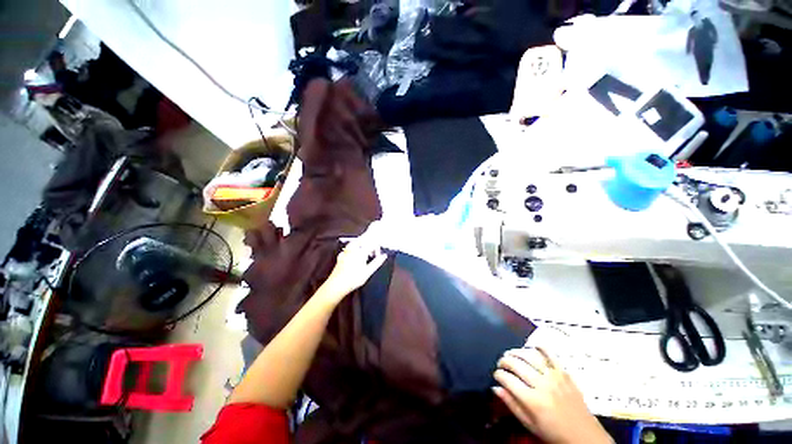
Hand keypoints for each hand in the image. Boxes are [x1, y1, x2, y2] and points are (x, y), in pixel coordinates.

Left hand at [317, 237, 387, 304]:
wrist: (337, 285)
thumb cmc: (354, 279)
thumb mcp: (368, 272)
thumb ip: (377, 262)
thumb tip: (384, 256)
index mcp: (361, 252)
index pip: (371, 243)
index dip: (376, 247)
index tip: (378, 254)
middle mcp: (353, 249)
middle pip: (362, 239)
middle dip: (369, 241)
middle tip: (372, 250)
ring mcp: (346, 252)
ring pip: (354, 242)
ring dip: (361, 243)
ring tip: (364, 251)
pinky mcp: (341, 256)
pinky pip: (348, 247)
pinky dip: (353, 248)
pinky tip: (353, 254)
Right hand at [493, 347, 611, 443]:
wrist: (585, 437)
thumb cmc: (554, 434)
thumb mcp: (530, 425)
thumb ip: (512, 405)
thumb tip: (496, 388)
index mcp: (533, 401)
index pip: (508, 379)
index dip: (498, 374)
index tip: (496, 375)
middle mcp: (542, 385)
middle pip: (517, 364)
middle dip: (504, 361)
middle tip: (501, 363)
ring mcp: (554, 377)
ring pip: (530, 356)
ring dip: (517, 352)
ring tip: (511, 354)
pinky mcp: (564, 373)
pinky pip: (551, 355)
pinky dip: (540, 348)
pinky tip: (532, 346)